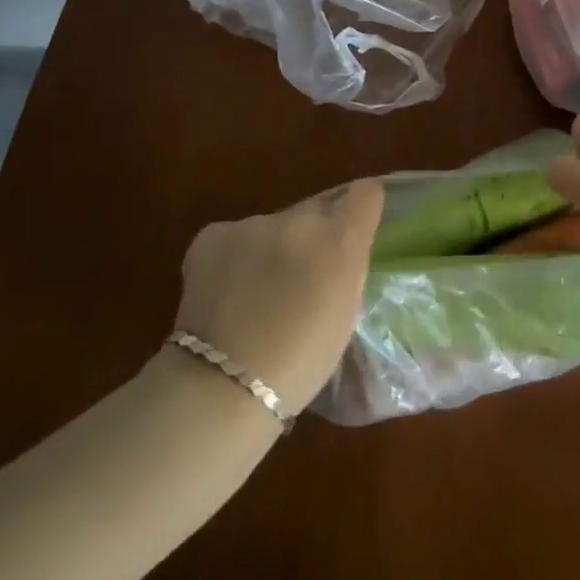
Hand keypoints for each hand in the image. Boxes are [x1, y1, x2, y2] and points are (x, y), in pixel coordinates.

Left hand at [172, 180, 383, 415]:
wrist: (222, 386)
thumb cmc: (300, 363)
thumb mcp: (345, 313)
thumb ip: (347, 268)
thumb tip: (340, 251)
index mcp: (340, 241)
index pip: (365, 194)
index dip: (361, 207)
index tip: (355, 227)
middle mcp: (300, 221)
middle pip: (315, 212)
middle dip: (312, 237)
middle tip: (300, 278)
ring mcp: (254, 224)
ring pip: (273, 227)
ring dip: (272, 249)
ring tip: (255, 294)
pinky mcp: (214, 234)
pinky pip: (235, 236)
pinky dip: (234, 257)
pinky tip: (226, 292)